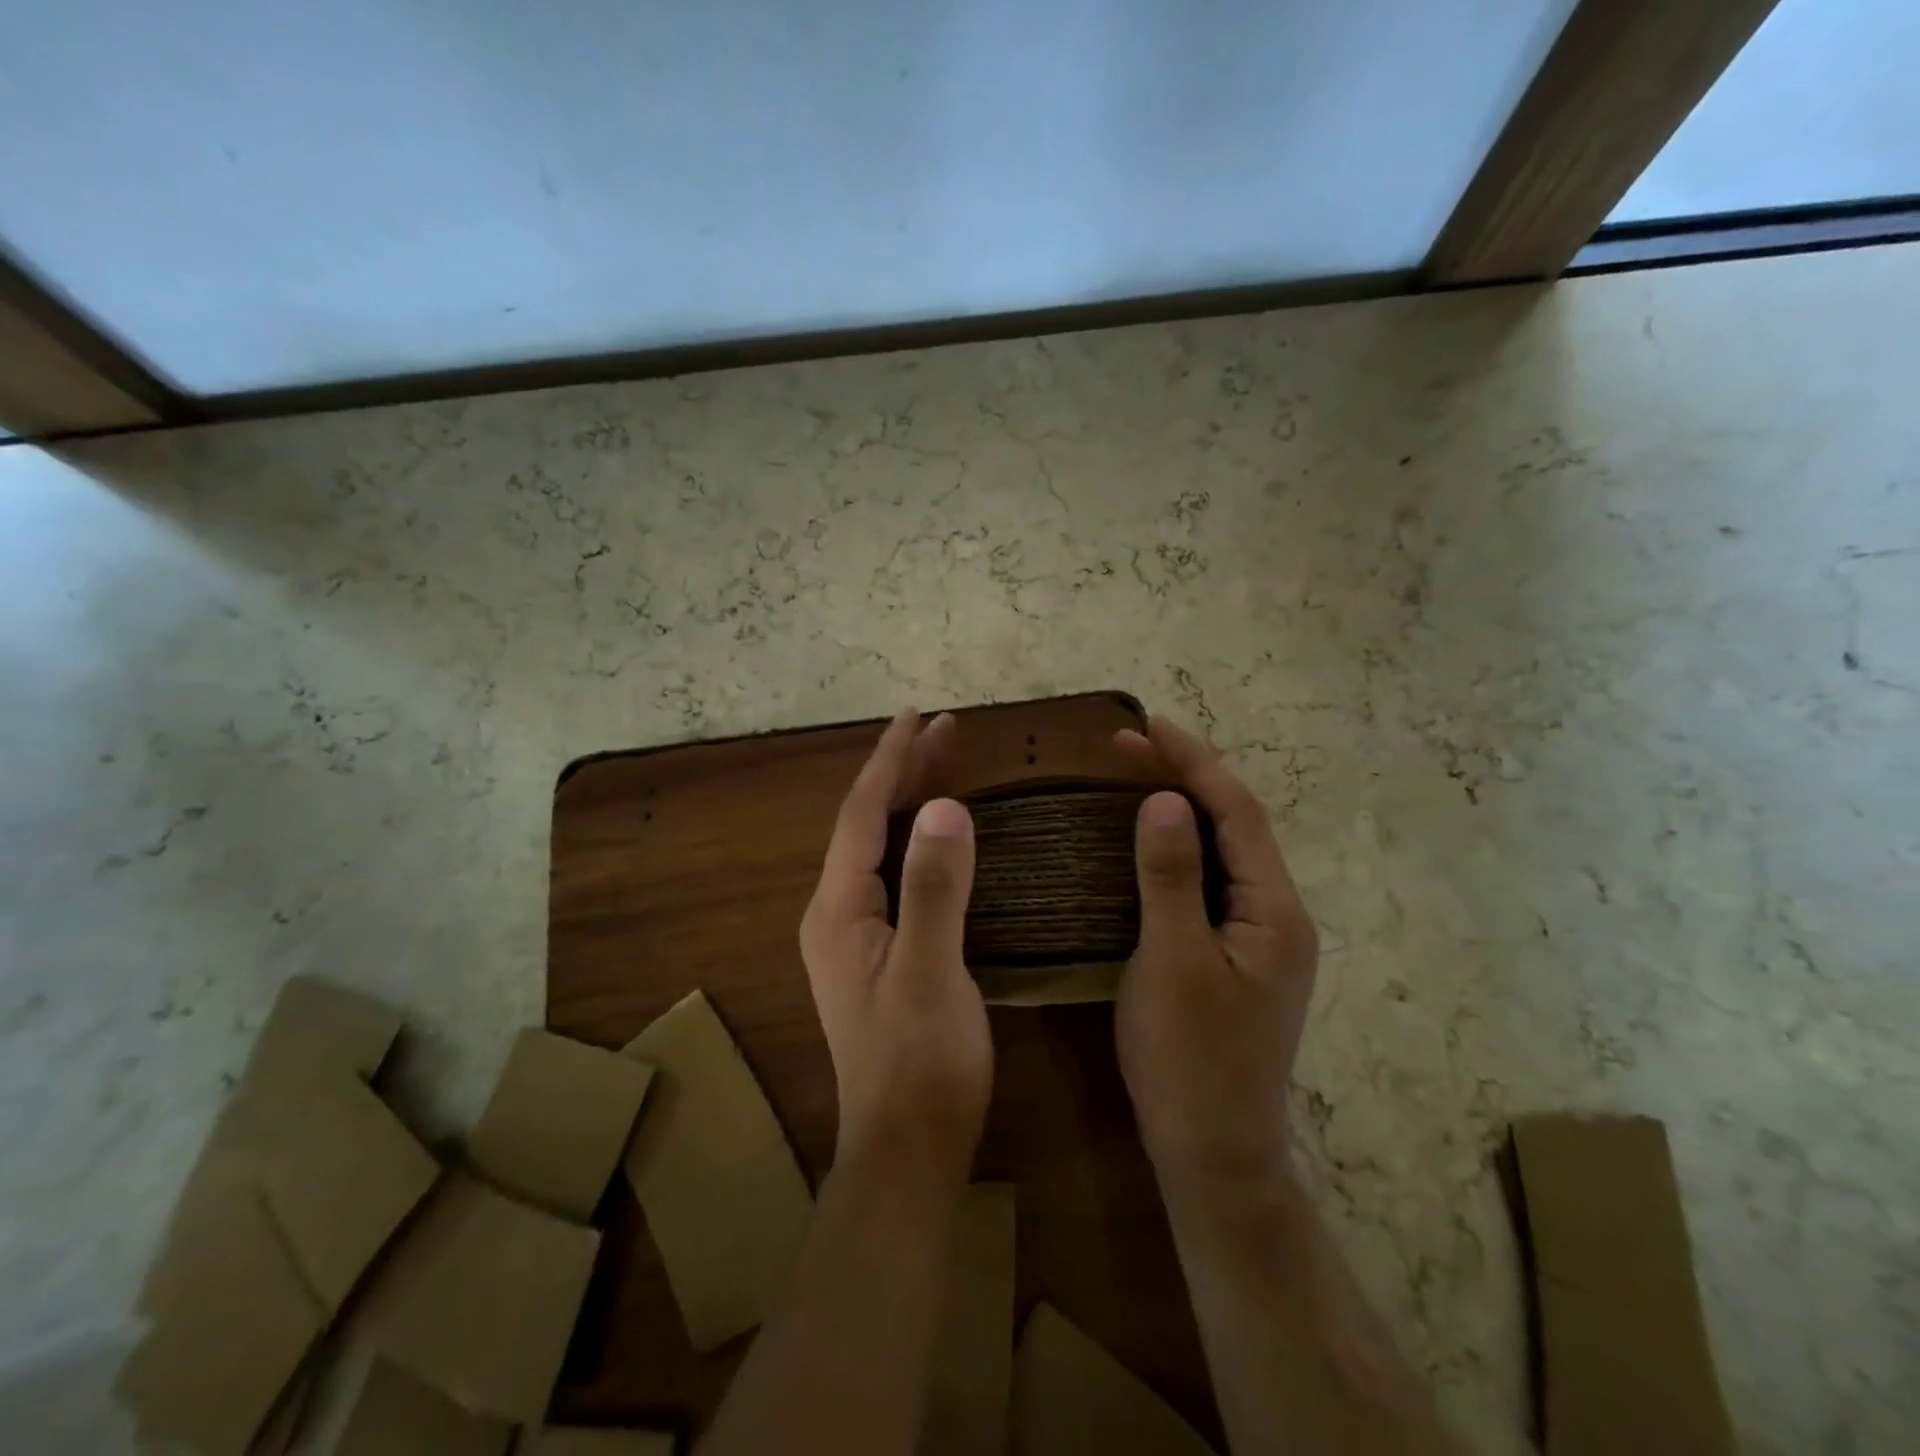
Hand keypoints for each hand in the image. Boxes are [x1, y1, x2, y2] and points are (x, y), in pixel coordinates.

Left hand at [800, 708, 991, 1193]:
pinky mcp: (879, 953)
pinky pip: (895, 874)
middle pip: (867, 824)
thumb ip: (934, 889)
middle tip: (944, 727)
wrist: (907, 1151)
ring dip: (911, 801)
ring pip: (881, 848)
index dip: (889, 762)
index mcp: (838, 910)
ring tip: (947, 760)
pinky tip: (941, 832)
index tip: (917, 716)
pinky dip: (918, 839)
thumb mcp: (932, 973)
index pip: (860, 816)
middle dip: (903, 772)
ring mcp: (856, 935)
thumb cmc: (921, 1064)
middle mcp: (836, 913)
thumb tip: (947, 808)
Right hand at [1113, 716, 1318, 1186]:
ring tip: (1131, 778)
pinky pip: (1208, 882)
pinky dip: (1177, 851)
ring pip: (1222, 853)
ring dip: (1182, 810)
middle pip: (1235, 826)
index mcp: (1275, 911)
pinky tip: (1144, 846)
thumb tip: (1167, 801)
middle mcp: (1278, 915)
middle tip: (1126, 746)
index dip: (1194, 762)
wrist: (1214, 1155)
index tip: (1148, 725)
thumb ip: (1172, 878)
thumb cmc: (1190, 1060)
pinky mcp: (1235, 956)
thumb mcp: (1173, 963)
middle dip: (1186, 777)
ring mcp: (1259, 938)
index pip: (1238, 813)